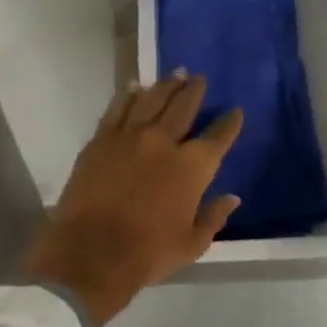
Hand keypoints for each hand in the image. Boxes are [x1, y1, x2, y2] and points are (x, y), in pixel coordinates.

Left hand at [21, 72, 242, 326]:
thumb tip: (232, 197)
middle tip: (199, 78)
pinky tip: (135, 86)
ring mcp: (130, 137)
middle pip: (183, 107)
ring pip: (152, 100)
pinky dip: (128, 95)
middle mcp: (164, 142)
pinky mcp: (101, 139)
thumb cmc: (148, 254)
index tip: (235, 111)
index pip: (218, 137)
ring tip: (175, 73)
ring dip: (166, 85)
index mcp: (192, 167)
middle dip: (194, 91)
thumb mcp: (192, 244)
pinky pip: (118, 109)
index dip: (229, 123)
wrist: (91, 253)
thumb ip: (214, 216)